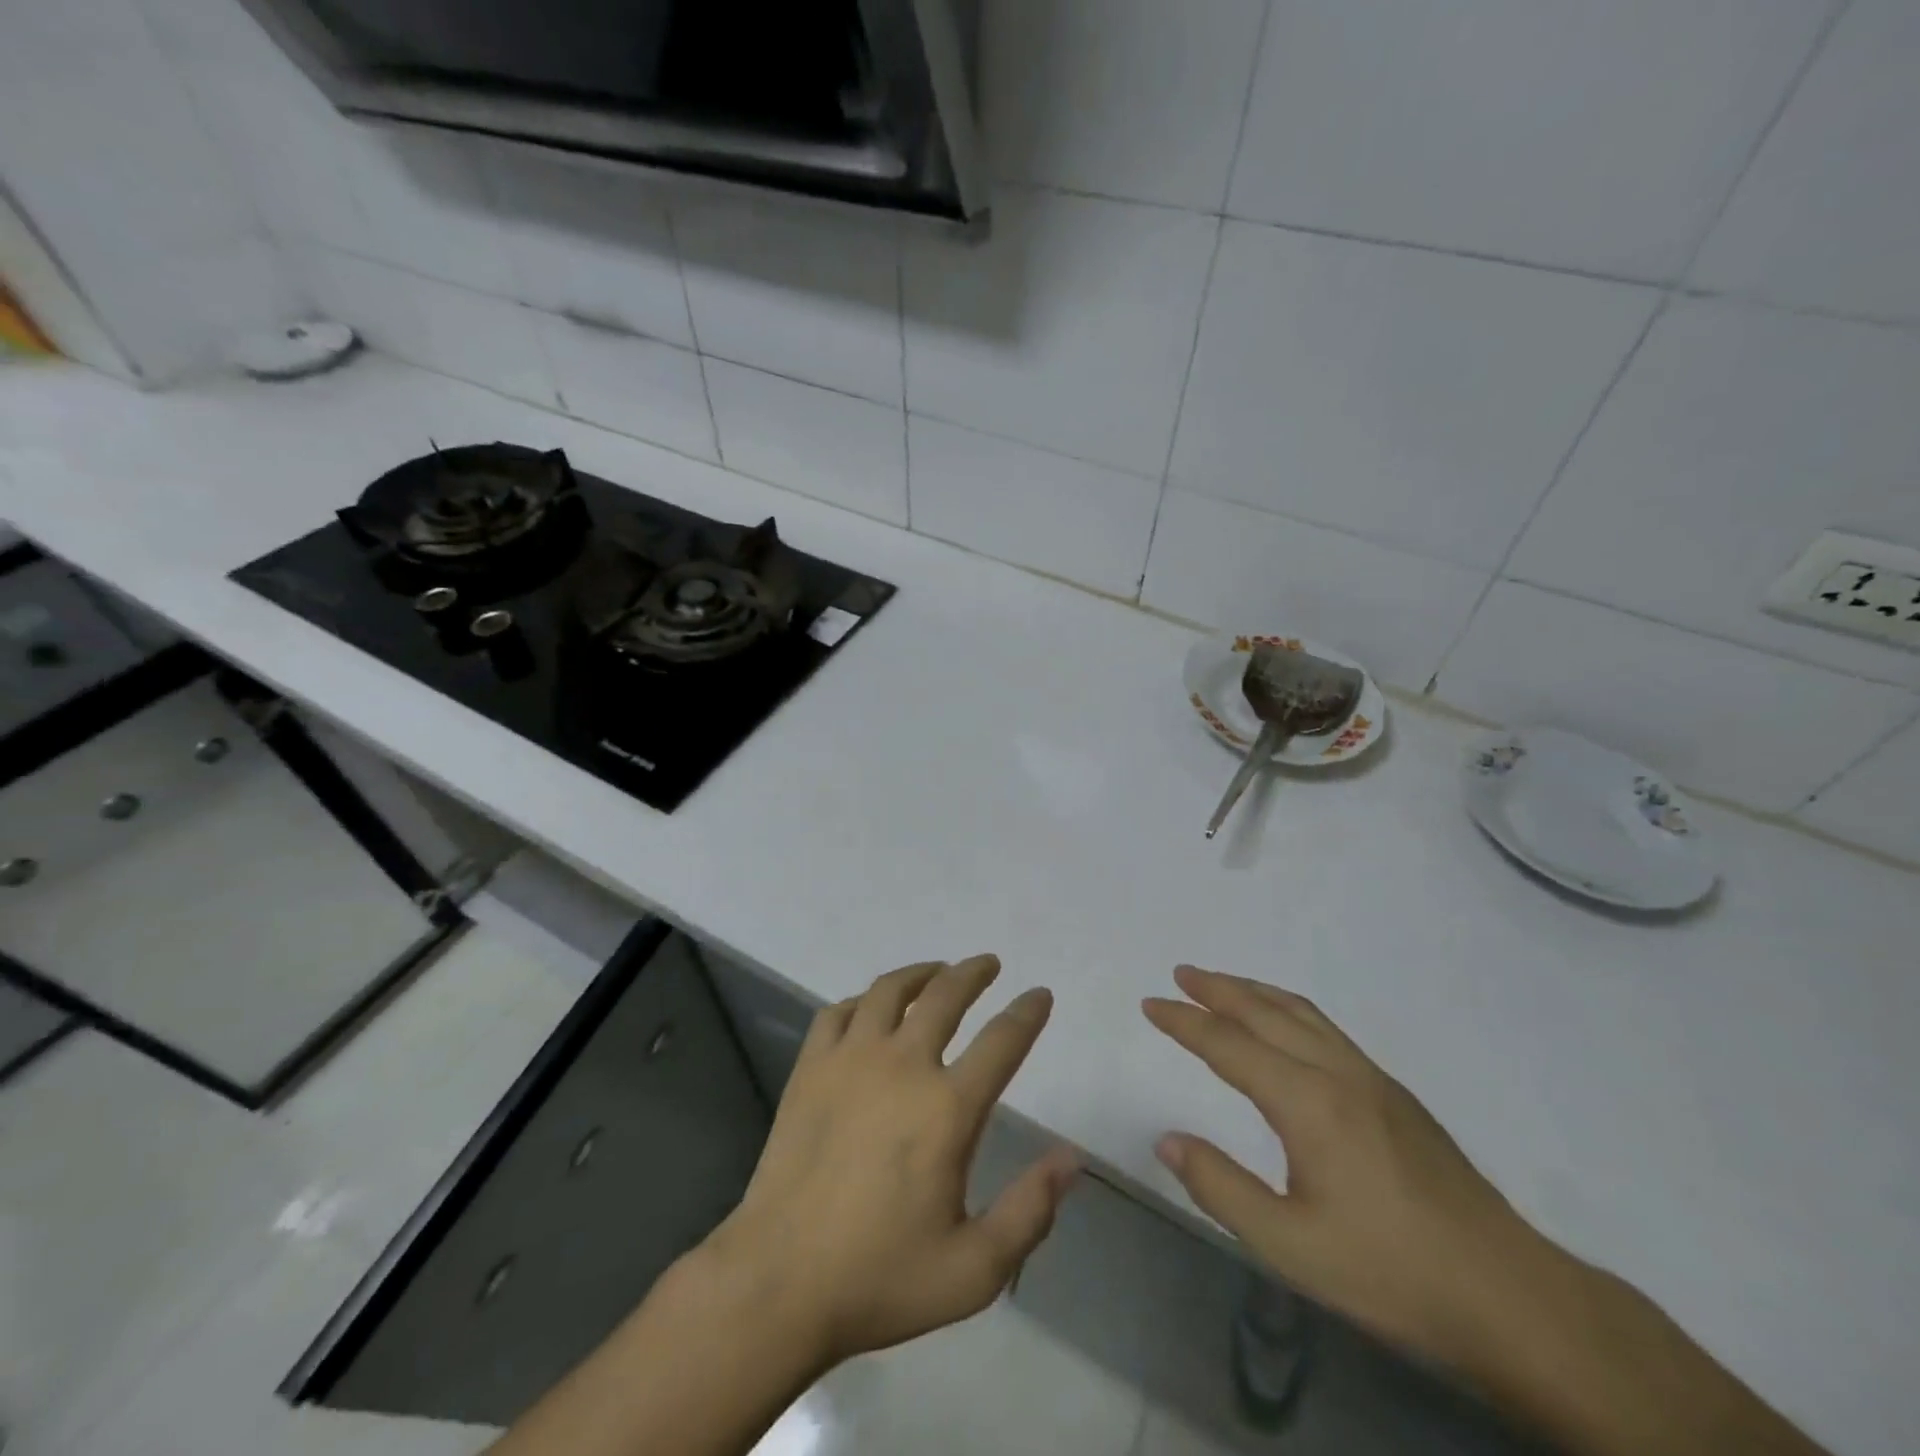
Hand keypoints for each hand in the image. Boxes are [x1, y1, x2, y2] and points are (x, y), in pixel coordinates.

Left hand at [701, 956, 1080, 1366]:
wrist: (778, 1283)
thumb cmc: (880, 1278)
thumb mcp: (973, 1270)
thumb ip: (1030, 1211)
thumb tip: (1071, 1159)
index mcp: (947, 1108)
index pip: (1002, 1041)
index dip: (1028, 1012)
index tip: (1040, 995)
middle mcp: (902, 1066)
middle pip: (946, 995)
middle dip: (973, 973)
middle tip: (988, 964)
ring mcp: (850, 1060)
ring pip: (891, 991)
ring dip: (920, 973)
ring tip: (936, 971)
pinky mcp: (810, 1068)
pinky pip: (840, 1011)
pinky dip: (863, 1000)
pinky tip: (871, 1008)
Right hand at [1144, 965, 1553, 1371]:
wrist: (1511, 1296)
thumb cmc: (1392, 1273)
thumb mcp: (1291, 1246)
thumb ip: (1220, 1188)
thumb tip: (1167, 1139)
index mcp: (1307, 1102)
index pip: (1228, 1046)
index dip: (1184, 1022)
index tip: (1150, 1003)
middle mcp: (1337, 1073)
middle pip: (1265, 1012)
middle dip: (1218, 989)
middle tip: (1181, 973)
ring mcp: (1371, 1078)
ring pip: (1301, 1013)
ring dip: (1255, 991)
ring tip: (1222, 984)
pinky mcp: (1395, 1094)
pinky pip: (1326, 1028)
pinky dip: (1288, 1009)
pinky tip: (1286, 1025)